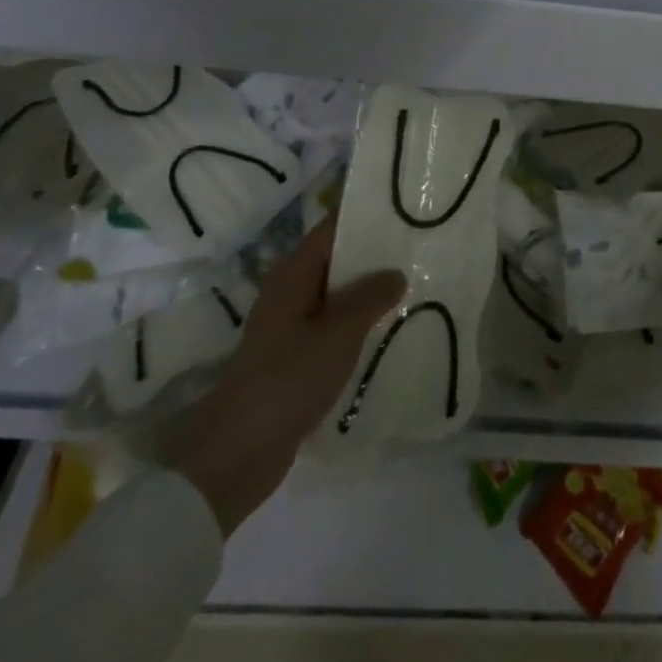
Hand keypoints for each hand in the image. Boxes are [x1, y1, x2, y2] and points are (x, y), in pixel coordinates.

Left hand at [161, 219, 404, 535]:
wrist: (237, 455)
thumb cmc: (286, 380)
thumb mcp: (338, 334)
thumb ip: (370, 298)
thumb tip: (396, 273)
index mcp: (293, 274)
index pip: (333, 228)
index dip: (367, 215)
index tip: (407, 207)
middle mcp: (291, 291)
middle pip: (339, 259)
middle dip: (377, 254)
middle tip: (424, 245)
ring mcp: (293, 326)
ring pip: (340, 295)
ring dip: (372, 291)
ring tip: (419, 283)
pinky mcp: (298, 357)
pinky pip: (337, 327)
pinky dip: (362, 323)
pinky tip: (395, 327)